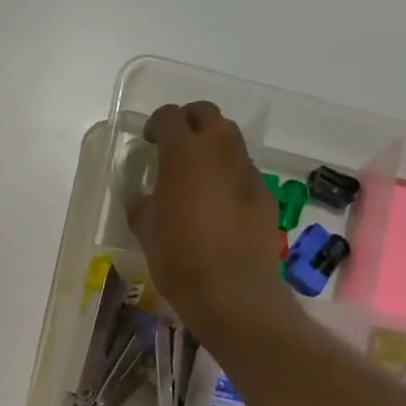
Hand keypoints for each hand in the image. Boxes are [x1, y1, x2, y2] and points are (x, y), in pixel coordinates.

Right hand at [125, 101, 291, 343]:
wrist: (232, 291)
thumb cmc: (179, 258)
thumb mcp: (146, 231)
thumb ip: (141, 205)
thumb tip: (141, 196)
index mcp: (184, 153)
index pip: (169, 117)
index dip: (156, 124)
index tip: (149, 142)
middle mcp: (219, 151)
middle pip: (207, 115)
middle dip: (189, 122)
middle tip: (175, 147)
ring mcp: (247, 172)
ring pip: (230, 140)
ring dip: (213, 147)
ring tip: (198, 175)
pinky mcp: (265, 195)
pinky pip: (244, 172)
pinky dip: (230, 176)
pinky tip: (220, 205)